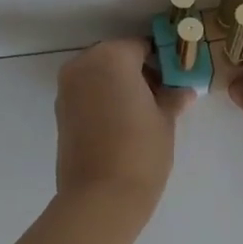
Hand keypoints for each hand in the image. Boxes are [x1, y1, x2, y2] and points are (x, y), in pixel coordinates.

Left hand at [55, 39, 193, 207]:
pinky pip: (87, 93)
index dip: (162, 61)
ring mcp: (67, 87)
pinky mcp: (60, 111)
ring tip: (142, 113)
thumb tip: (182, 89)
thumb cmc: (140, 151)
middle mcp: (84, 64)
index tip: (176, 79)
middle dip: (138, 71)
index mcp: (112, 56)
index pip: (142, 46)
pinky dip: (103, 99)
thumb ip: (172, 96)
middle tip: (161, 96)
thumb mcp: (166, 120)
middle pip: (117, 57)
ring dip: (119, 85)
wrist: (100, 197)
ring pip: (99, 74)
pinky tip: (122, 123)